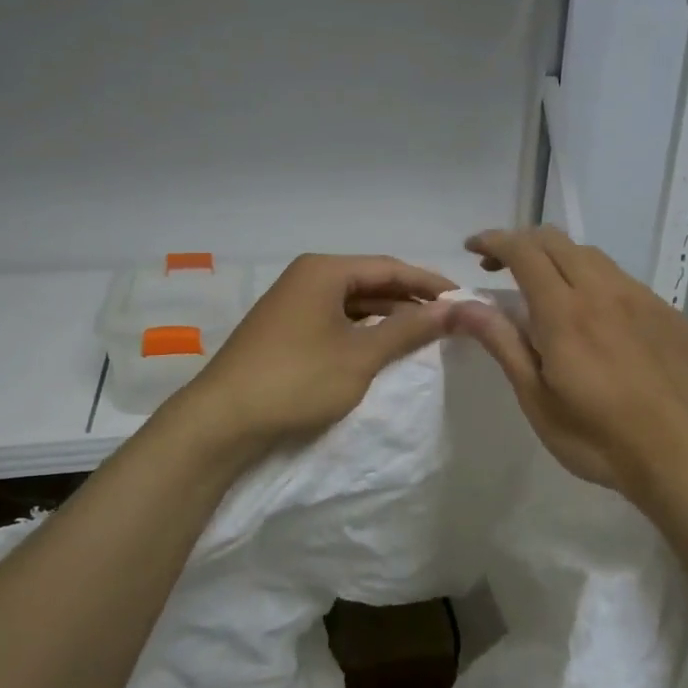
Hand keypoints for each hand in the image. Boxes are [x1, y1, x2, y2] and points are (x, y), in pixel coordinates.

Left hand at [172, 254, 456, 458]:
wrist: (222, 420)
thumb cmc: (297, 380)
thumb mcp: (361, 355)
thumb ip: (409, 329)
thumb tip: (455, 309)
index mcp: (324, 270)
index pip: (390, 267)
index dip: (430, 284)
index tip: (465, 300)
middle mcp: (307, 277)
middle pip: (371, 281)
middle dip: (410, 299)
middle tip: (450, 318)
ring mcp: (293, 303)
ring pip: (353, 302)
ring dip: (388, 316)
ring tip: (425, 334)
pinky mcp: (285, 329)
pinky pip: (336, 320)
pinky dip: (363, 330)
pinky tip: (383, 346)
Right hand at [450, 228, 687, 507]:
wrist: (687, 459)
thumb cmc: (599, 438)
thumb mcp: (537, 399)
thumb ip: (502, 342)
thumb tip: (462, 304)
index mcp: (565, 312)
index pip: (524, 251)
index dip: (494, 239)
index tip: (471, 247)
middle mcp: (604, 291)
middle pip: (556, 240)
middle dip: (521, 243)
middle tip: (499, 268)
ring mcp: (642, 298)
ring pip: (591, 255)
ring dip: (558, 258)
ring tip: (544, 290)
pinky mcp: (668, 312)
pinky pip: (622, 278)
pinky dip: (593, 279)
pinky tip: (594, 316)